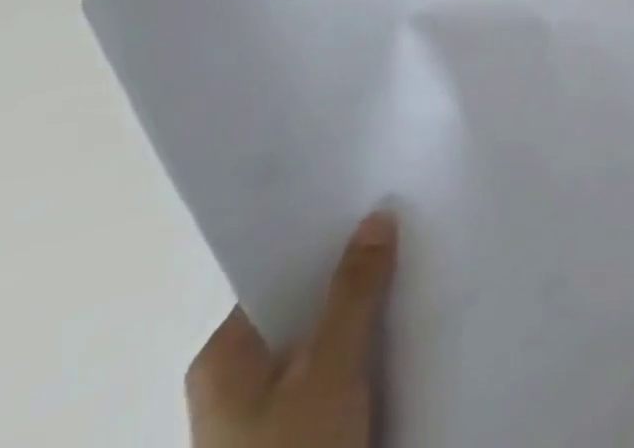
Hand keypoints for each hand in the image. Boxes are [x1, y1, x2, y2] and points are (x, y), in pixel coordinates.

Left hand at [187, 212, 397, 447]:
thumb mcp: (330, 369)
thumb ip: (355, 290)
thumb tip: (377, 216)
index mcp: (222, 358)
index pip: (280, 274)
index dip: (329, 240)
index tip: (377, 208)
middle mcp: (234, 382)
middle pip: (304, 307)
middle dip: (353, 277)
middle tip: (405, 235)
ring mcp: (262, 417)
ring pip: (322, 342)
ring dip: (362, 317)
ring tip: (412, 273)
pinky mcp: (294, 438)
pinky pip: (331, 375)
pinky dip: (362, 354)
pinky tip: (400, 332)